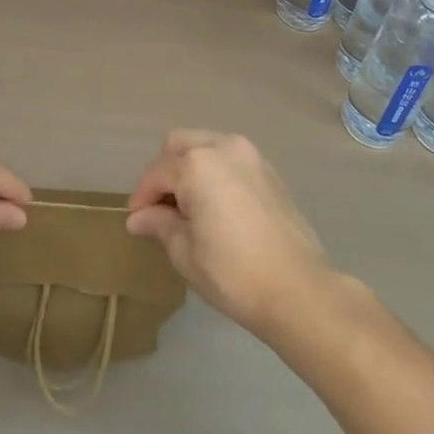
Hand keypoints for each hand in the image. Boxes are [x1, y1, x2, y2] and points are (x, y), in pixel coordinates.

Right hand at [125, 130, 335, 340]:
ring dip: (190, 167)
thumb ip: (160, 225)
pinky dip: (214, 171)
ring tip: (187, 206)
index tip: (135, 220)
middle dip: (165, 171)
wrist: (298, 288)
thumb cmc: (233, 273)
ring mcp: (249, 155)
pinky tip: (215, 204)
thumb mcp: (186, 253)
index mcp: (197, 164)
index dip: (142, 196)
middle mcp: (222, 146)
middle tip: (160, 207)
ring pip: (206, 145)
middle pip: (180, 145)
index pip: (157, 173)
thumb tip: (139, 218)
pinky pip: (229, 158)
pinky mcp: (268, 170)